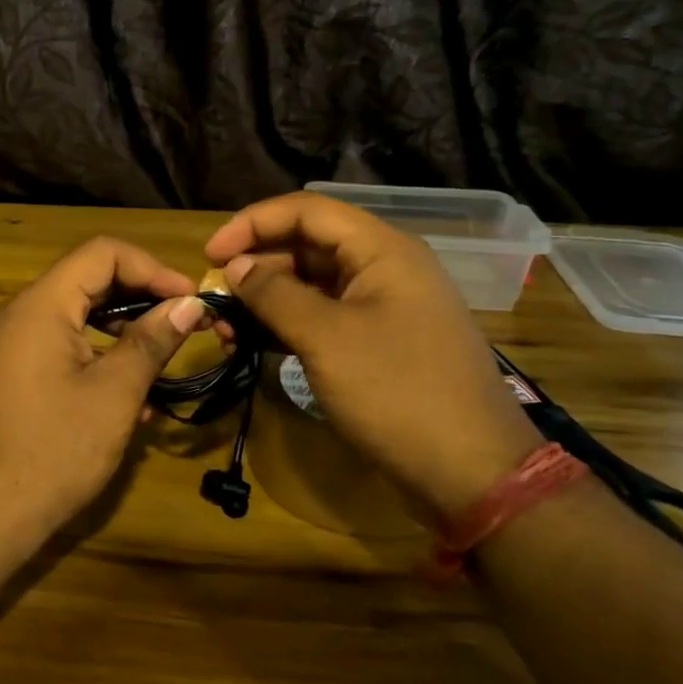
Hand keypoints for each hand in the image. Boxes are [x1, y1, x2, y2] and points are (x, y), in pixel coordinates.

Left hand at [0, 238, 207, 550]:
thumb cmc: (52, 451)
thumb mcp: (113, 394)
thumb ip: (151, 342)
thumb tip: (188, 305)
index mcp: (42, 304)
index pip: (103, 253)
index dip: (153, 268)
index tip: (191, 299)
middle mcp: (23, 314)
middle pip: (91, 281)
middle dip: (143, 299)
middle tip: (187, 326)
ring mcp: (15, 346)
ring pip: (80, 317)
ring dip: (125, 333)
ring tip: (164, 365)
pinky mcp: (15, 375)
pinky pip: (64, 348)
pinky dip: (100, 359)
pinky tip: (130, 400)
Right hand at [205, 193, 543, 521]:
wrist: (472, 472)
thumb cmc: (397, 393)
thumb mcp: (326, 339)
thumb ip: (274, 295)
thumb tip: (235, 267)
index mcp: (381, 250)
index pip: (305, 210)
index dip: (252, 223)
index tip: (210, 255)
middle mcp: (383, 267)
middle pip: (306, 245)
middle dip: (255, 266)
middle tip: (214, 298)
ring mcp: (383, 306)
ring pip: (311, 283)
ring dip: (266, 299)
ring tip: (226, 328)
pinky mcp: (378, 341)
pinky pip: (324, 316)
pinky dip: (287, 325)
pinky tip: (254, 344)